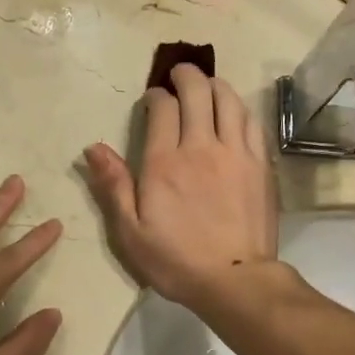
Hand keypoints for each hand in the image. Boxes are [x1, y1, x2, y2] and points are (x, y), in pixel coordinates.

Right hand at [82, 64, 277, 307]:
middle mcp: (202, 146)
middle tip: (178, 74)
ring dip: (215, 85)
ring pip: (229, 100)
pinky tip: (234, 112)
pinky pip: (252, 122)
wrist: (235, 280)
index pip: (162, 108)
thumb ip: (113, 185)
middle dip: (185, 75)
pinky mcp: (260, 164)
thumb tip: (94, 147)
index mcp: (165, 162)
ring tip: (207, 85)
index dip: (156, 96)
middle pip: (198, 92)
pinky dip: (240, 108)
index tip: (152, 99)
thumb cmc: (176, 260)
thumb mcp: (130, 231)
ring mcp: (236, 153)